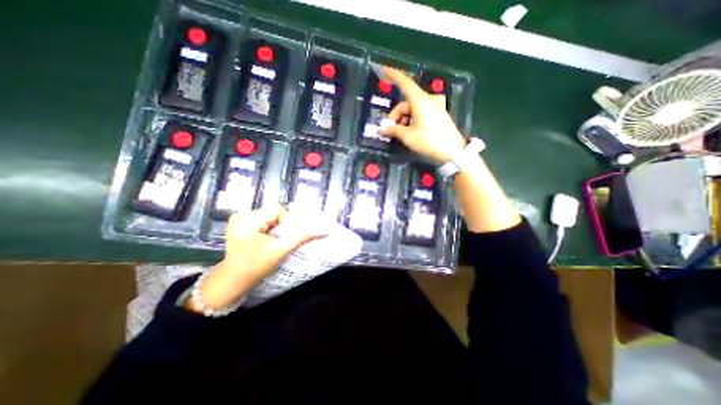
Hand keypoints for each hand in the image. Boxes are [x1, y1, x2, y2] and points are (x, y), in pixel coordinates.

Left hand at [183, 206, 321, 312]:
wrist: (233, 279)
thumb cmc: (255, 266)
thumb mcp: (280, 251)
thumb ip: (301, 237)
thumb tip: (321, 230)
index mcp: (246, 220)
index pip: (276, 209)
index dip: (285, 222)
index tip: (282, 237)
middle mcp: (240, 214)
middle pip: (272, 211)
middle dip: (279, 225)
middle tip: (276, 240)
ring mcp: (238, 218)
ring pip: (269, 215)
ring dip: (274, 227)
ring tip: (269, 241)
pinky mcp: (239, 222)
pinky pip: (262, 219)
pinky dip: (268, 227)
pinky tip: (263, 239)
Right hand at [379, 66, 464, 162]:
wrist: (453, 151)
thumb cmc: (429, 141)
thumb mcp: (408, 137)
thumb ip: (394, 130)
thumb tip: (382, 130)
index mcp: (421, 101)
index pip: (405, 83)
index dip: (394, 75)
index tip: (384, 69)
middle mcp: (429, 100)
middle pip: (406, 103)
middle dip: (396, 115)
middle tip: (390, 130)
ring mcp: (436, 106)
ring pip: (413, 109)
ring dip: (404, 119)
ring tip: (400, 134)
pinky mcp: (439, 114)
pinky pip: (421, 112)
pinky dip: (413, 119)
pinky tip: (410, 131)